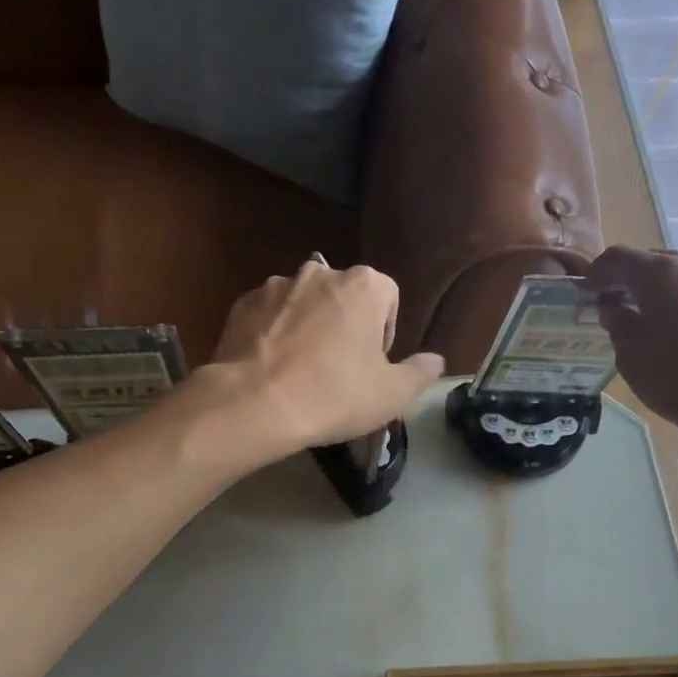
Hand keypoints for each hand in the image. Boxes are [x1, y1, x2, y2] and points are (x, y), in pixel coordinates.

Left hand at [202, 261, 444, 459]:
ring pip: (304, 304)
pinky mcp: (242, 303)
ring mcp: (276, 285)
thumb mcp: (392, 394)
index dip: (384, 333)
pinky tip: (271, 367)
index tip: (372, 366)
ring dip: (308, 327)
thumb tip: (436, 361)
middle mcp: (321, 272)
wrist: (254, 404)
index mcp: (364, 285)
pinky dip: (274, 333)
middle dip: (345, 326)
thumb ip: (420, 373)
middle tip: (338, 370)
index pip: (388, 298)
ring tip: (300, 370)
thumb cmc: (333, 395)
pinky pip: (269, 315)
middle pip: (344, 297)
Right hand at [589, 246, 677, 446]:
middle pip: (650, 260)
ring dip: (657, 289)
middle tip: (614, 308)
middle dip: (627, 280)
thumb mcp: (635, 360)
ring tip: (649, 320)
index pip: (617, 258)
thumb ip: (619, 326)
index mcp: (661, 275)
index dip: (596, 274)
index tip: (585, 295)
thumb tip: (615, 307)